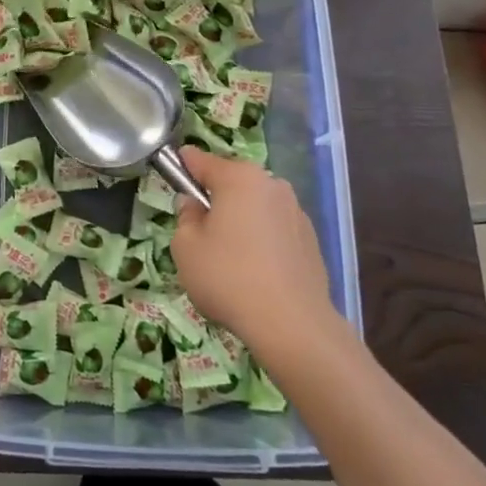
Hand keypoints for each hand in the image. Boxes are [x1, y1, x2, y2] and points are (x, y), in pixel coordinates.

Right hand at [170, 147, 345, 359]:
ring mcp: (296, 211)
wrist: (292, 324)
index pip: (201, 160)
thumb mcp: (186, 247)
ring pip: (256, 207)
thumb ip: (185, 217)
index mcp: (239, 178)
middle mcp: (271, 185)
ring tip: (231, 259)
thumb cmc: (228, 277)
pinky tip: (256, 273)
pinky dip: (263, 241)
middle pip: (233, 183)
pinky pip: (275, 230)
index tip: (173, 176)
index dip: (183, 166)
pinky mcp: (311, 239)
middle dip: (216, 199)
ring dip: (241, 221)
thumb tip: (195, 206)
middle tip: (201, 232)